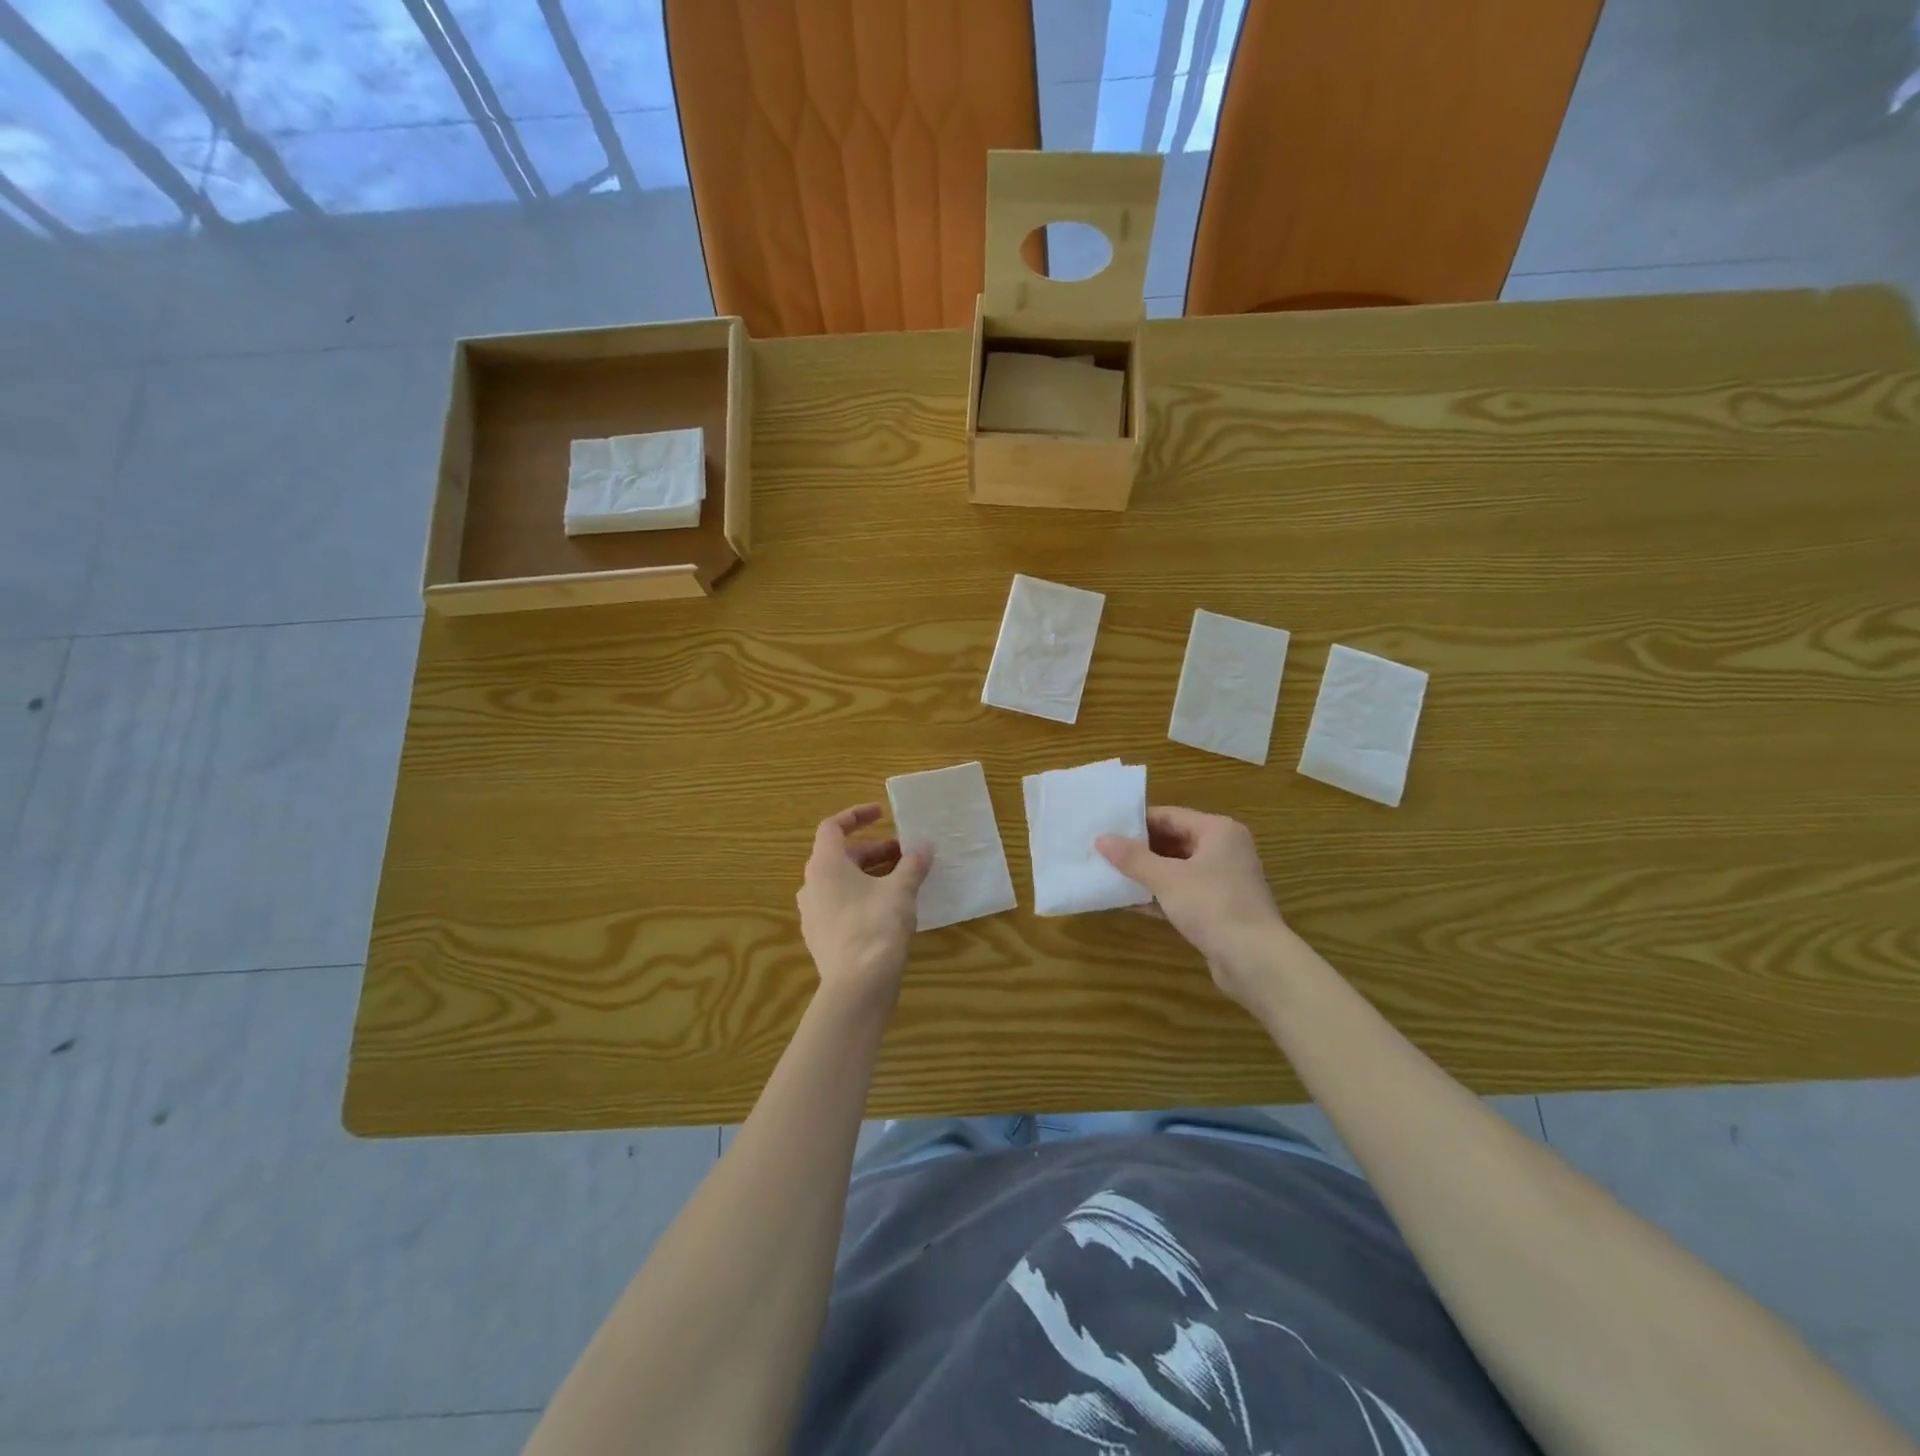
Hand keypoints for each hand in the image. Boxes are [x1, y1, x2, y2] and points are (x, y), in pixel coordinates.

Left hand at [797, 804, 931, 1010]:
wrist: (857, 986)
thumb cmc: (876, 926)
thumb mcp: (901, 890)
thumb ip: (913, 863)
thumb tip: (924, 846)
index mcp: (824, 865)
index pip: (832, 827)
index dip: (856, 816)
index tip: (882, 813)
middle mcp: (811, 885)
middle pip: (841, 857)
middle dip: (875, 851)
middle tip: (905, 853)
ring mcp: (813, 914)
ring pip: (842, 883)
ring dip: (871, 875)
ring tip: (902, 880)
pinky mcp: (821, 938)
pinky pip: (841, 906)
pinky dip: (863, 897)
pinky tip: (889, 910)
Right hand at [1097, 806, 1287, 1011]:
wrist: (1255, 960)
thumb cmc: (1212, 905)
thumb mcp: (1167, 878)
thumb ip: (1133, 858)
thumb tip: (1101, 840)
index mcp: (1218, 831)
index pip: (1170, 815)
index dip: (1137, 822)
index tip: (1106, 828)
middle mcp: (1224, 850)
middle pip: (1174, 841)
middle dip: (1140, 850)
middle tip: (1104, 852)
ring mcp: (1224, 880)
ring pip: (1177, 869)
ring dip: (1147, 874)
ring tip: (1111, 875)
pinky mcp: (1220, 908)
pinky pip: (1183, 893)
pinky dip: (1160, 895)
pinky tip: (1131, 902)